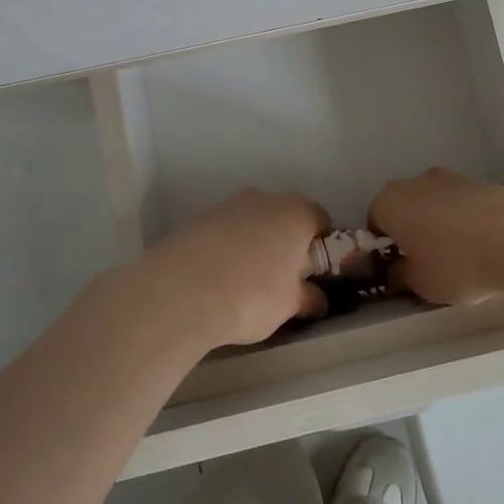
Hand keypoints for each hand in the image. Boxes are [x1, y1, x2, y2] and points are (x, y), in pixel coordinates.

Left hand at [139, 189, 330, 347]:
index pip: (321, 219)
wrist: (180, 292)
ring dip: (255, 244)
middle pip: (285, 217)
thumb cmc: (251, 295)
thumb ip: (309, 298)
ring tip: (245, 282)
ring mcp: (228, 205)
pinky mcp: (198, 218)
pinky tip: (217, 279)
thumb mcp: (289, 305)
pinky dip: (227, 248)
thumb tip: (318, 299)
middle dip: (287, 243)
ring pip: (252, 222)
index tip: (315, 273)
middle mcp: (264, 198)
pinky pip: (224, 231)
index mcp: (295, 212)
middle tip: (283, 279)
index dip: (323, 246)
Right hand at [368, 168, 503, 303]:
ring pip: (433, 206)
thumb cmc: (454, 262)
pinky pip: (460, 206)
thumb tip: (396, 271)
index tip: (398, 270)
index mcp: (389, 202)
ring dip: (439, 227)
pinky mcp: (479, 182)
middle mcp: (414, 182)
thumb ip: (400, 276)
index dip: (383, 248)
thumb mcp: (419, 283)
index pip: (373, 222)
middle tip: (426, 265)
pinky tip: (481, 247)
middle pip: (404, 209)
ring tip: (460, 258)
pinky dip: (464, 223)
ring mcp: (449, 178)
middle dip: (410, 234)